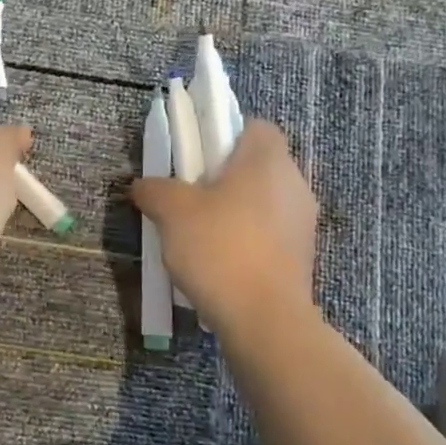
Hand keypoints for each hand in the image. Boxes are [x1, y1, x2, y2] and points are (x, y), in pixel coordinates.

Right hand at [131, 120, 318, 333]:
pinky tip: (218, 260)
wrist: (264, 318)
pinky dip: (245, 237)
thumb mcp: (171, 211)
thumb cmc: (219, 247)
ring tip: (199, 233)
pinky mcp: (302, 255)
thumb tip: (142, 185)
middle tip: (188, 194)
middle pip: (256, 164)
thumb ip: (154, 189)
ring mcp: (303, 222)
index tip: (195, 157)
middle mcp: (294, 183)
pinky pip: (268, 231)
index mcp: (267, 159)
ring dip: (233, 209)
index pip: (254, 126)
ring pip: (262, 200)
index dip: (223, 134)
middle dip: (223, 175)